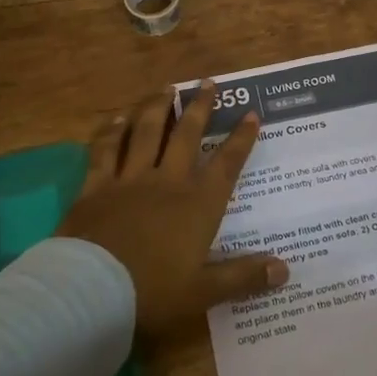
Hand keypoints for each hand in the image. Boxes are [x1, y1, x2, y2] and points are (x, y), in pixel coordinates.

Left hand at [60, 82, 288, 336]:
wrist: (91, 290)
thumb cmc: (153, 292)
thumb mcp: (204, 292)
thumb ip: (244, 276)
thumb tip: (285, 270)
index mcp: (198, 204)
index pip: (227, 164)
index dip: (241, 138)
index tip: (250, 113)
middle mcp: (167, 182)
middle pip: (187, 136)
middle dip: (200, 108)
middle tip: (207, 83)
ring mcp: (129, 180)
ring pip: (146, 133)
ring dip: (157, 108)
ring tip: (165, 88)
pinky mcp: (96, 187)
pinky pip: (105, 151)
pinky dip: (112, 132)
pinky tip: (116, 119)